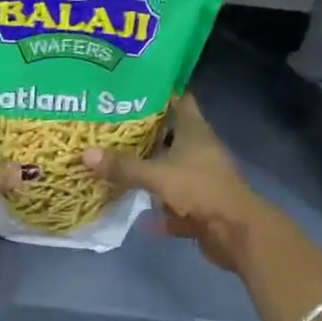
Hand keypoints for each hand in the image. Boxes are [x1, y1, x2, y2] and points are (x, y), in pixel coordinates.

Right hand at [82, 94, 274, 270]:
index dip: (161, 91)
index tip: (135, 87)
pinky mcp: (203, 206)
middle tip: (114, 126)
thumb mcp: (157, 175)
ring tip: (120, 164)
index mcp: (195, 131)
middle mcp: (201, 150)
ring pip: (173, 169)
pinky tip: (142, 217)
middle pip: (173, 135)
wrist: (236, 233)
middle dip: (147, 132)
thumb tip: (85, 153)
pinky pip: (177, 204)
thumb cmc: (200, 189)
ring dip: (153, 170)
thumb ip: (123, 166)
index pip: (180, 99)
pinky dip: (162, 211)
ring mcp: (203, 178)